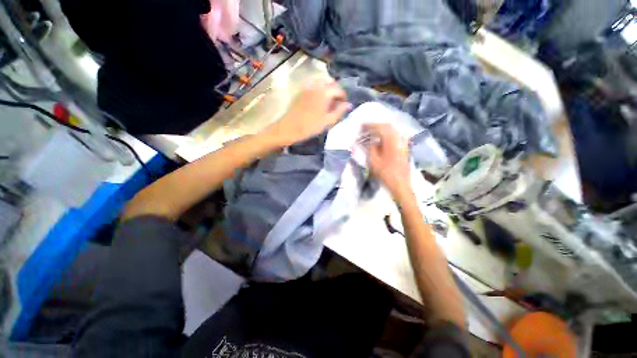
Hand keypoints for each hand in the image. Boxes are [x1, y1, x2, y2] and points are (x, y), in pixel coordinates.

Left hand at [265, 77, 349, 146]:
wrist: (289, 128)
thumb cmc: (309, 126)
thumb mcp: (327, 121)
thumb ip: (340, 111)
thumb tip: (349, 104)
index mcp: (324, 92)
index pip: (339, 89)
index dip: (344, 97)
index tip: (344, 106)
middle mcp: (316, 85)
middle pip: (331, 84)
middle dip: (336, 92)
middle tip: (336, 104)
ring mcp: (307, 87)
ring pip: (322, 84)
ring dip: (328, 91)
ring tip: (328, 104)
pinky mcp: (301, 91)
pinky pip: (314, 87)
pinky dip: (319, 91)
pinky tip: (318, 102)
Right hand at [365, 123, 412, 201]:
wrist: (400, 184)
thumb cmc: (385, 173)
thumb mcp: (373, 161)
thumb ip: (371, 147)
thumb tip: (369, 140)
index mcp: (391, 141)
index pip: (380, 127)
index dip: (370, 125)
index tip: (361, 126)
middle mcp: (399, 139)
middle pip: (387, 126)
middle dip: (376, 126)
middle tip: (366, 128)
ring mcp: (403, 143)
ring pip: (392, 130)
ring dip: (381, 129)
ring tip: (372, 132)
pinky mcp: (404, 147)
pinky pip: (395, 136)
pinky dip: (387, 134)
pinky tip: (381, 138)